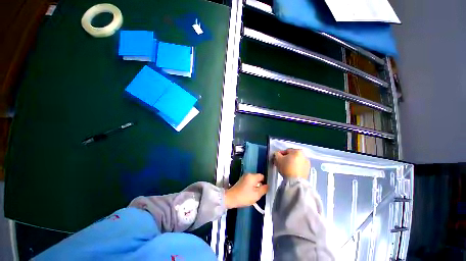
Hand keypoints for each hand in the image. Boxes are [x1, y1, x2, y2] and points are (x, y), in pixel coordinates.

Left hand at [224, 174, 268, 208]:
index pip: (262, 176)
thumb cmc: (244, 196)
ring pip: (253, 181)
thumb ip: (264, 189)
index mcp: (252, 176)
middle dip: (260, 185)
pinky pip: (249, 182)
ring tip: (254, 194)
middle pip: (258, 178)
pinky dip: (251, 187)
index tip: (264, 190)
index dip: (265, 182)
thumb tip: (268, 185)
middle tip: (259, 193)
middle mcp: (248, 174)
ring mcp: (244, 177)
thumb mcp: (257, 195)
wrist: (230, 198)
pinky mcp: (241, 181)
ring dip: (255, 186)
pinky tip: (249, 193)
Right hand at [274, 148, 309, 179]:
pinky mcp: (307, 171)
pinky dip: (295, 168)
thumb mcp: (278, 159)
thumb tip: (277, 154)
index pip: (286, 151)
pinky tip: (290, 171)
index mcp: (298, 151)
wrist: (295, 181)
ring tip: (285, 168)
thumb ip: (276, 154)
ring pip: (296, 161)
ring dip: (291, 163)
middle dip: (286, 158)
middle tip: (281, 163)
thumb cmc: (286, 168)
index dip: (280, 154)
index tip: (277, 158)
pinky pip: (299, 167)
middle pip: (292, 156)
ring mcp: (307, 164)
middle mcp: (304, 156)